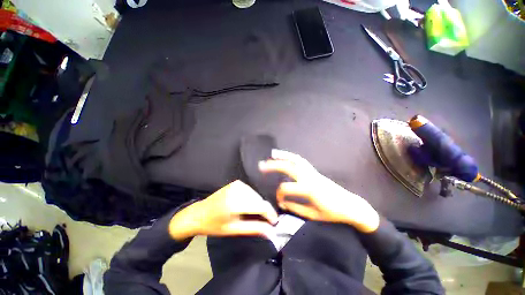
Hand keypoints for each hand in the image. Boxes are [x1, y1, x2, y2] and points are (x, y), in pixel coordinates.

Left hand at [169, 180, 277, 240]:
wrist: (199, 213)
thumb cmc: (214, 225)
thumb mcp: (233, 230)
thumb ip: (254, 228)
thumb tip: (271, 231)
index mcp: (235, 203)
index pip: (260, 206)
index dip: (270, 214)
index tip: (275, 222)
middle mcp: (237, 190)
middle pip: (259, 199)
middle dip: (264, 210)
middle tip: (265, 221)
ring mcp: (237, 184)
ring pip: (256, 194)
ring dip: (258, 204)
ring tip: (255, 214)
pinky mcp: (236, 183)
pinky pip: (251, 190)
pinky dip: (253, 198)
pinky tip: (248, 205)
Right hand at [259, 149, 379, 232]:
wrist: (351, 205)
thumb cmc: (333, 213)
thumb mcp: (313, 215)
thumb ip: (296, 209)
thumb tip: (283, 204)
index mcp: (309, 190)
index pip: (287, 188)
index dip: (279, 194)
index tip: (279, 201)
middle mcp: (310, 177)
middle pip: (289, 167)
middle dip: (274, 165)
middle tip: (262, 165)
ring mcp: (313, 172)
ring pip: (296, 160)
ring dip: (283, 156)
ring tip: (273, 154)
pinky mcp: (314, 171)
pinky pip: (301, 161)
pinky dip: (292, 157)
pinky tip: (286, 156)